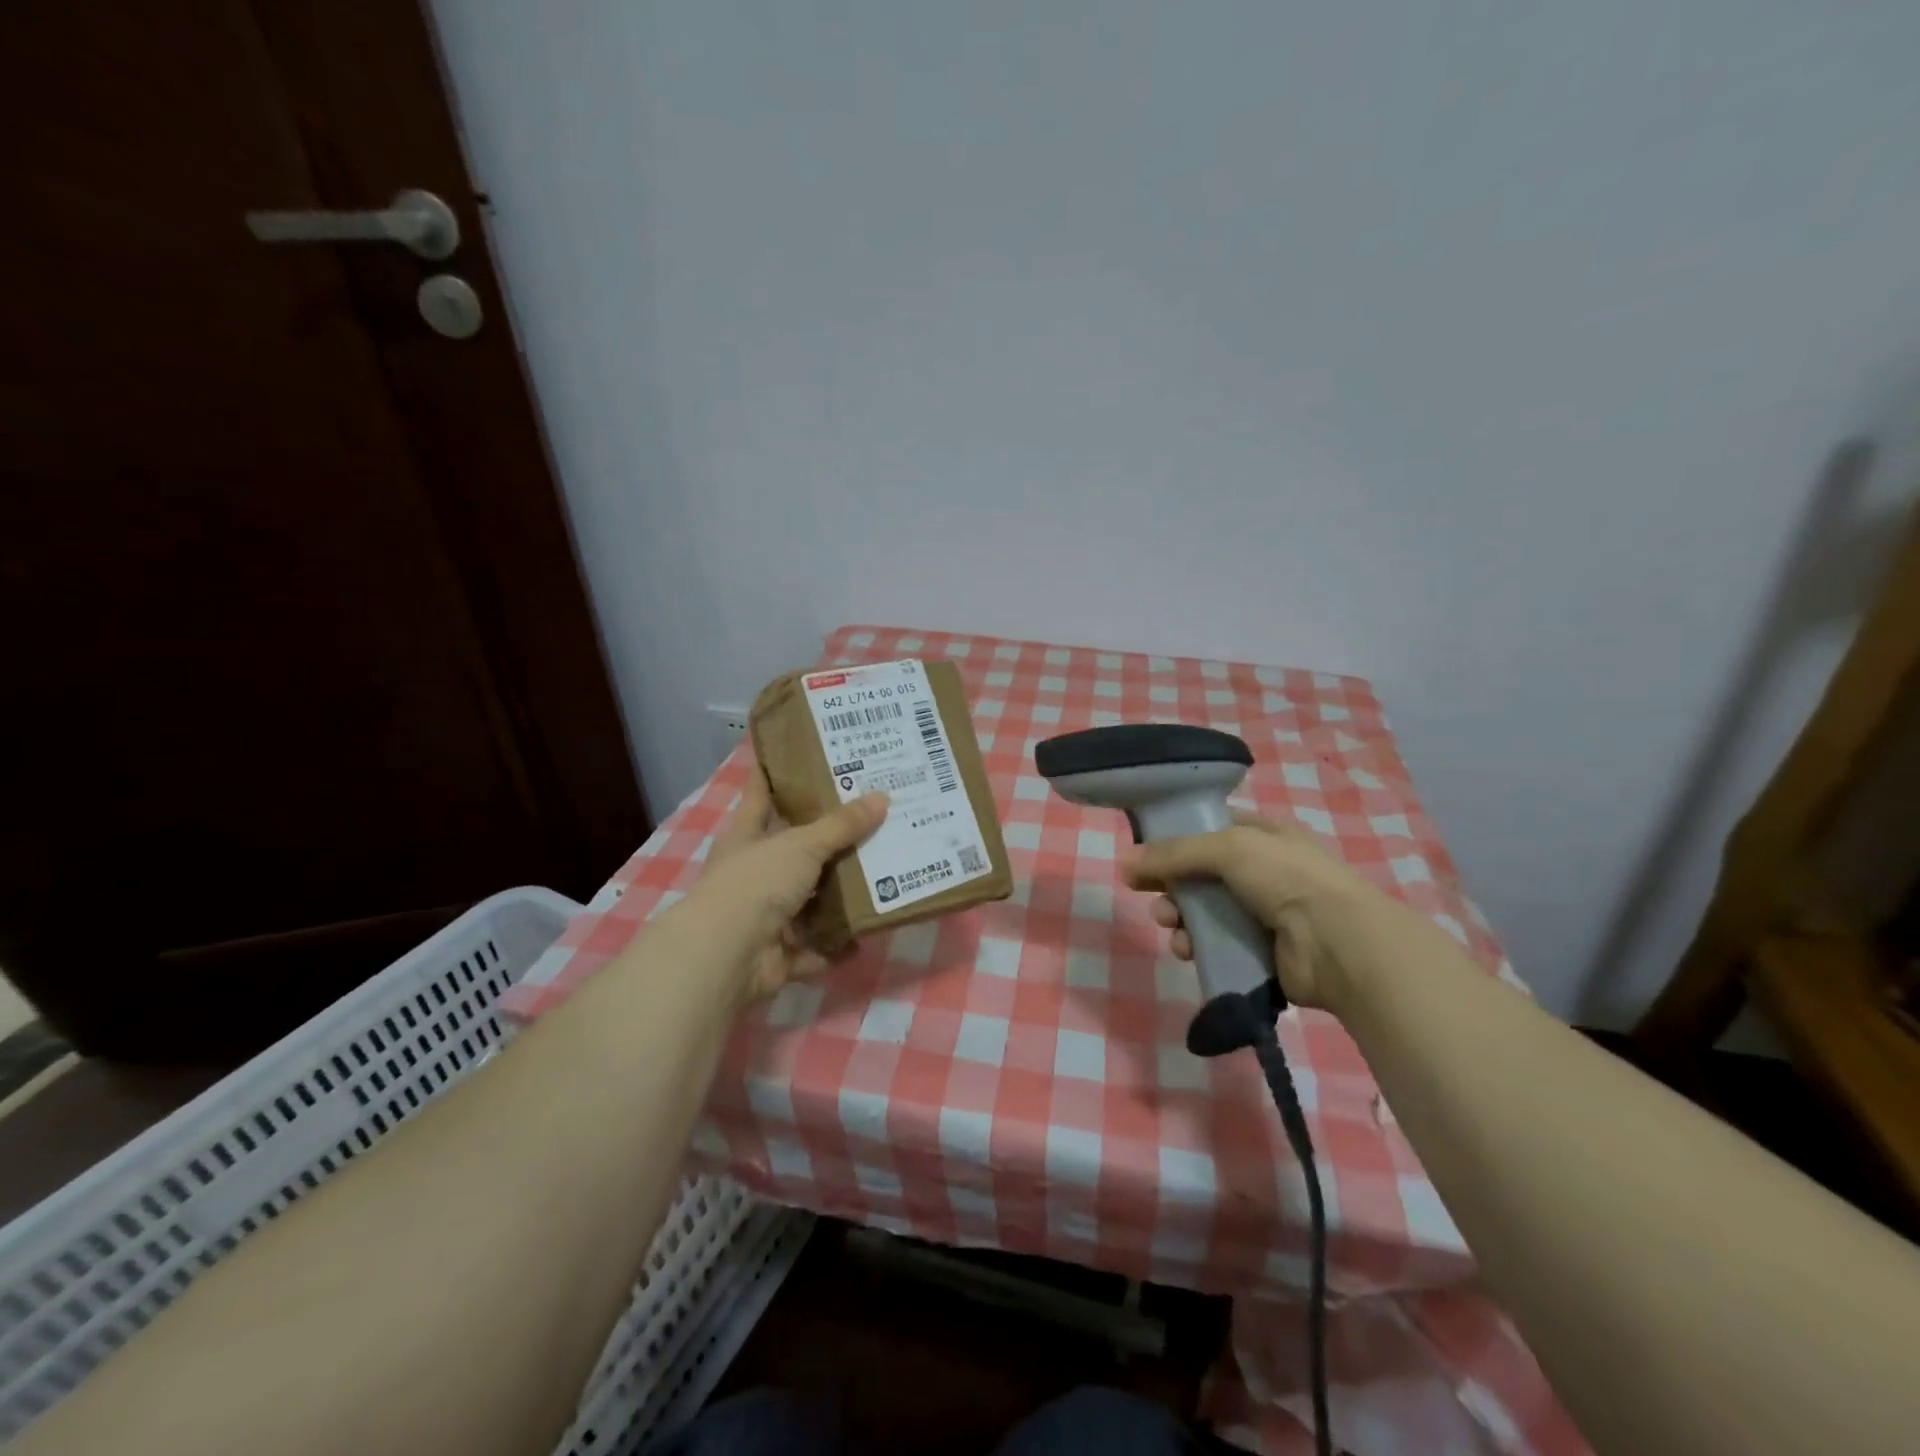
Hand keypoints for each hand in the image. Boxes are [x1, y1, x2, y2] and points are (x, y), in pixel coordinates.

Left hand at [683, 763, 888, 1003]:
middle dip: (826, 840)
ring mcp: (762, 916)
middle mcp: (752, 873)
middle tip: (869, 818)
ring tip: (879, 876)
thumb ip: (841, 826)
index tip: (796, 753)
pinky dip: (834, 947)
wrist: (726, 955)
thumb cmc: (755, 883)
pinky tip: (865, 937)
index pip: (760, 794)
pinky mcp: (776, 954)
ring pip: (806, 901)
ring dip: (835, 896)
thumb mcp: (802, 845)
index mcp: (747, 837)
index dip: (774, 773)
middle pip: (793, 850)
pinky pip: (813, 949)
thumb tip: (882, 797)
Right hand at [1122, 812, 1381, 1010]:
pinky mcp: (1261, 952)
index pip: (1213, 829)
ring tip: (1168, 924)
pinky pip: (1216, 945)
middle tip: (1146, 892)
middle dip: (1171, 883)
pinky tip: (1187, 950)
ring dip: (1179, 916)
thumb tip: (1124, 863)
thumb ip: (1174, 853)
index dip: (1178, 837)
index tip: (1145, 850)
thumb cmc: (1286, 878)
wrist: (1338, 943)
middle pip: (1202, 874)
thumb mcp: (1227, 848)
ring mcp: (1264, 914)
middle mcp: (1265, 872)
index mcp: (1265, 836)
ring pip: (1205, 912)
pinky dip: (1197, 946)